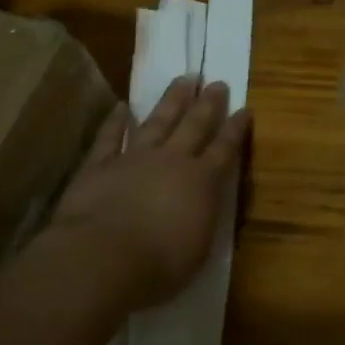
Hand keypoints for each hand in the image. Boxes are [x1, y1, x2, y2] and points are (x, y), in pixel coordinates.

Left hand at [44, 75, 248, 309]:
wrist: (100, 259)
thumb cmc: (158, 266)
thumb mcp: (197, 249)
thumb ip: (202, 218)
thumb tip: (203, 203)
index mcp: (202, 181)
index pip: (225, 148)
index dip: (236, 128)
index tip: (245, 109)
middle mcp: (172, 160)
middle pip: (195, 125)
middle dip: (209, 103)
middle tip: (217, 82)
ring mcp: (134, 158)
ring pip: (158, 121)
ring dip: (172, 100)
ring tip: (184, 79)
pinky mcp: (99, 165)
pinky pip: (109, 137)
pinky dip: (115, 121)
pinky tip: (120, 106)